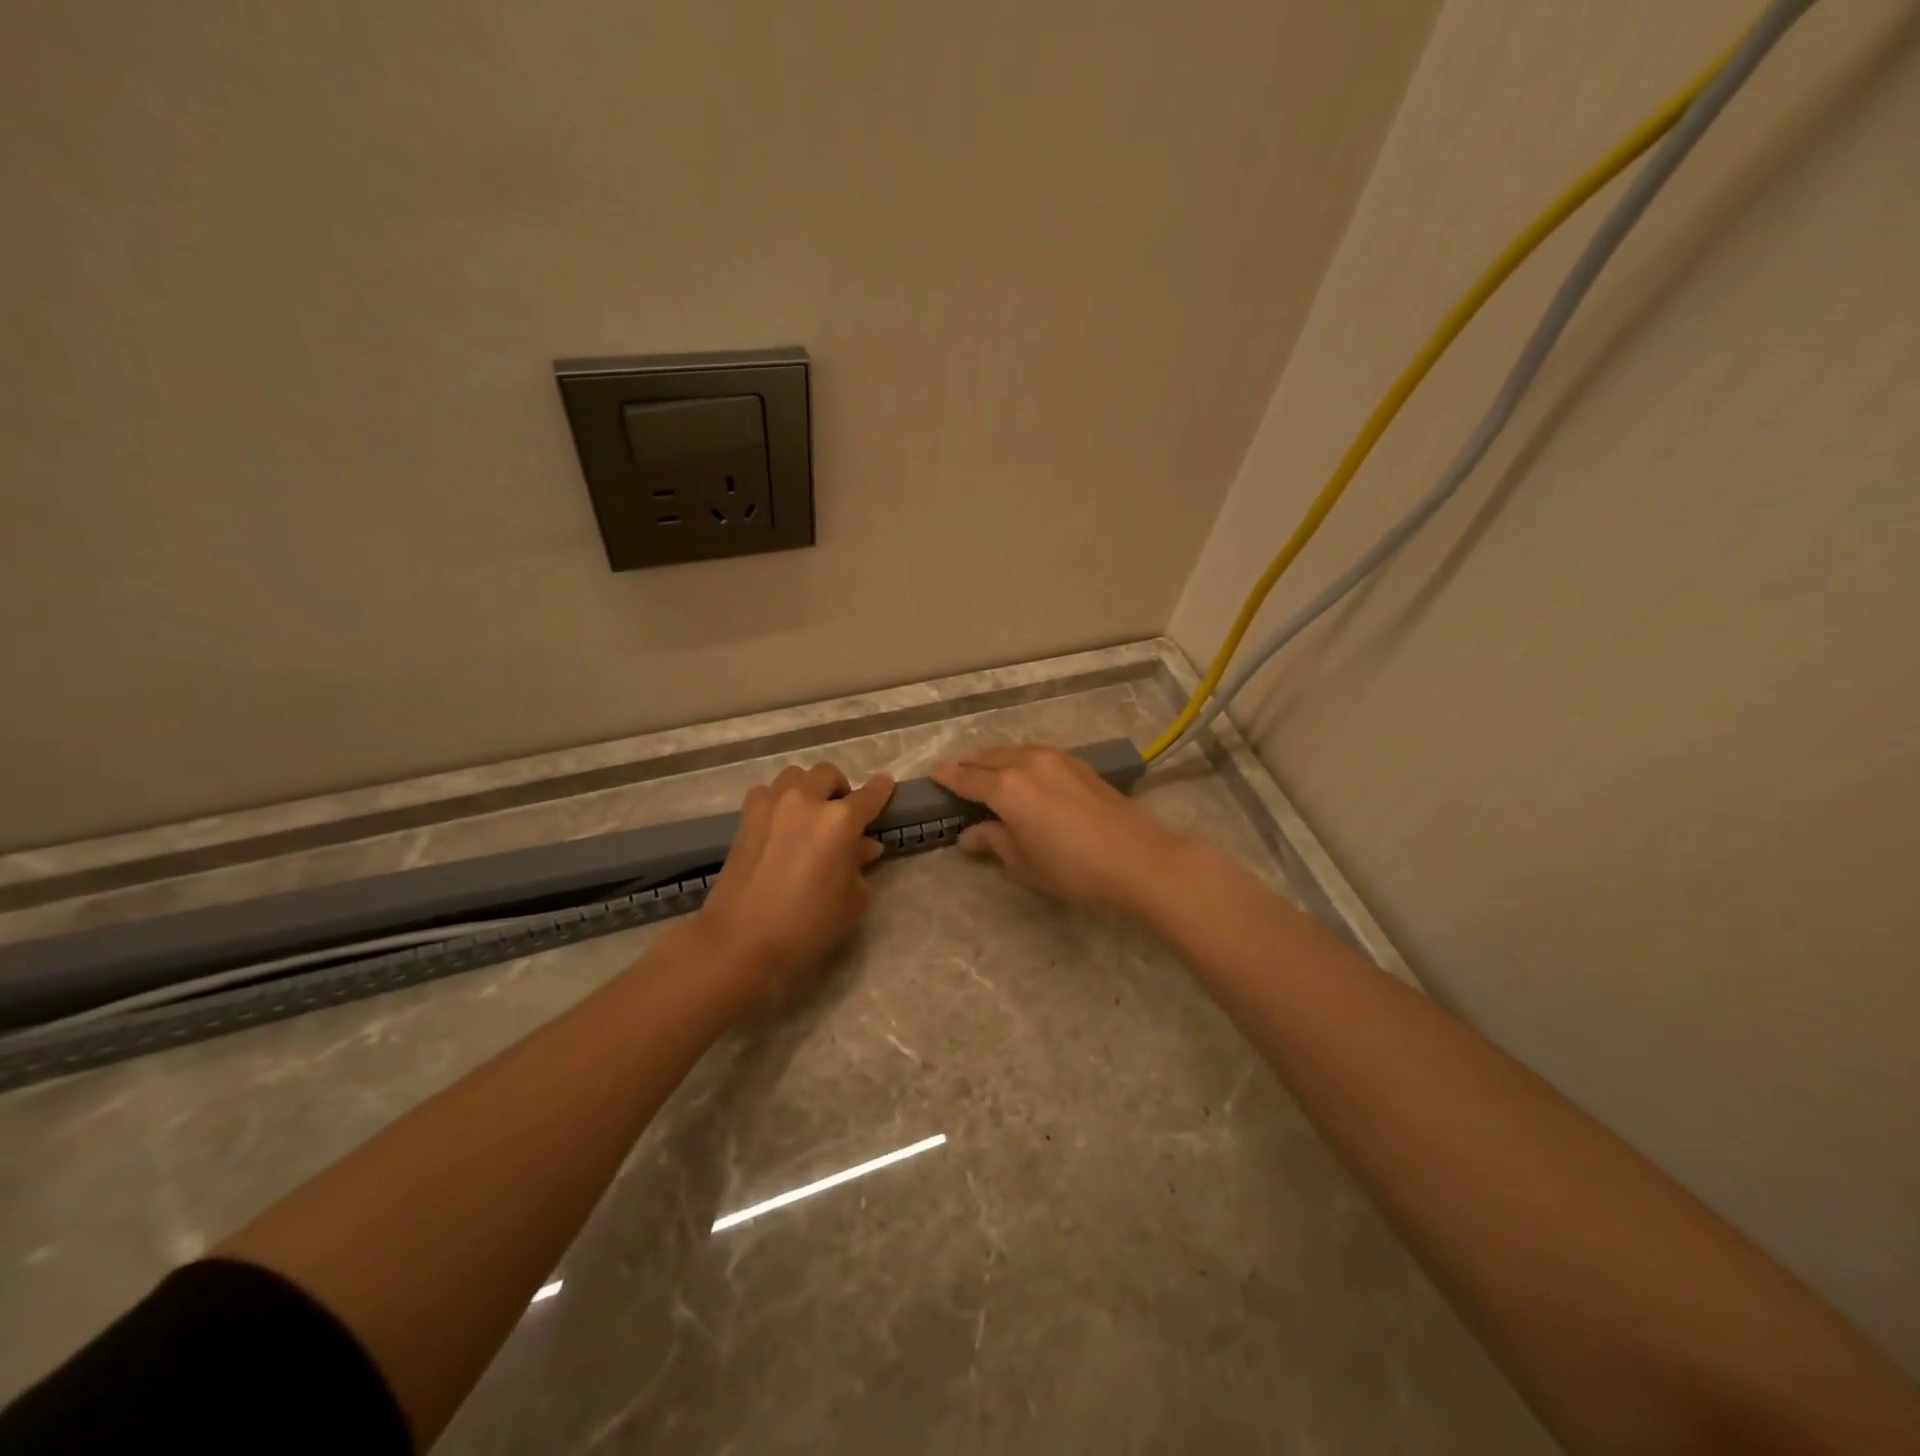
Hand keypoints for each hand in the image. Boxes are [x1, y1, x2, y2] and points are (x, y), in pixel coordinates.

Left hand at [694, 762, 894, 1009]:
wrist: (742, 938)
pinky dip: (779, 799)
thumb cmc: (807, 924)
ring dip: (808, 788)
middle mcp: (807, 801)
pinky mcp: (747, 816)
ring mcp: (772, 804)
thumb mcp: (851, 900)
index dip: (881, 789)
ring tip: (809, 813)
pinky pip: (768, 792)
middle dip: (840, 788)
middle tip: (842, 813)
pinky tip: (781, 822)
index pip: (869, 795)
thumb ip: (860, 865)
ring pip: (796, 775)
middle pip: (828, 774)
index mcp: (840, 821)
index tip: (886, 784)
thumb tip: (863, 846)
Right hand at [928, 744, 1184, 912]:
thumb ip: (994, 842)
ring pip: (1014, 751)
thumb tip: (968, 836)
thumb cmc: (1073, 869)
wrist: (1138, 859)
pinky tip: (1023, 772)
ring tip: (986, 771)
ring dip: (995, 759)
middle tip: (956, 774)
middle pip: (988, 758)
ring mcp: (1056, 759)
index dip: (947, 776)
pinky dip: (1019, 759)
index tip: (932, 773)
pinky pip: (1036, 753)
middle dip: (969, 764)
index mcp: (1007, 788)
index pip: (967, 778)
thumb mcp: (1024, 863)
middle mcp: (1027, 763)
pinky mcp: (1079, 764)